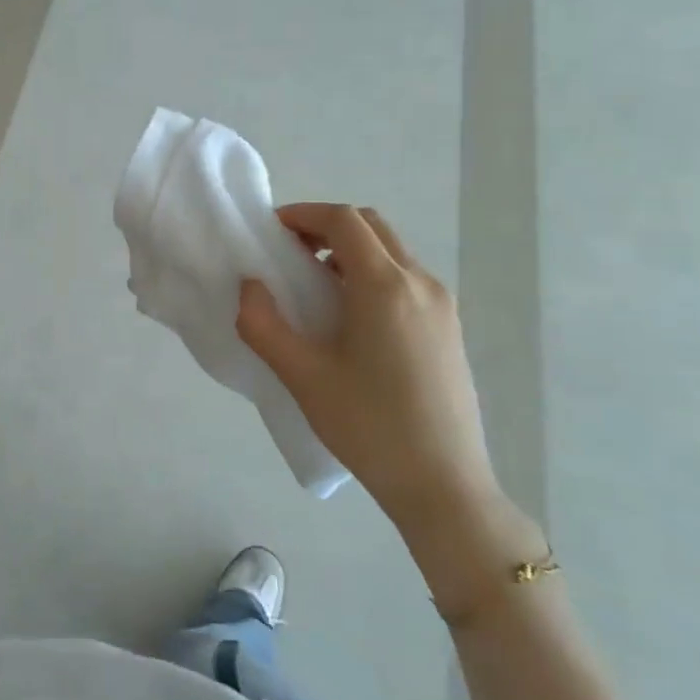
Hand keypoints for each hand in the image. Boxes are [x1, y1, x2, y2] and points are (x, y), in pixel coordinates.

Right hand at [235, 204, 502, 535]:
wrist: (443, 485)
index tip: (270, 230)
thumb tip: (250, 286)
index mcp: (385, 286)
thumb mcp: (301, 375)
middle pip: (371, 227)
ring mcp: (442, 305)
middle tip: (288, 251)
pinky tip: (349, 316)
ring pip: (391, 252)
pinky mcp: (449, 328)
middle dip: (326, 226)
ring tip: (313, 283)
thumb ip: (263, 324)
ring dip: (349, 250)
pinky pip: (405, 279)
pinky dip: (371, 273)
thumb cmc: (367, 425)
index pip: (344, 221)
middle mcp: (420, 283)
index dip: (303, 214)